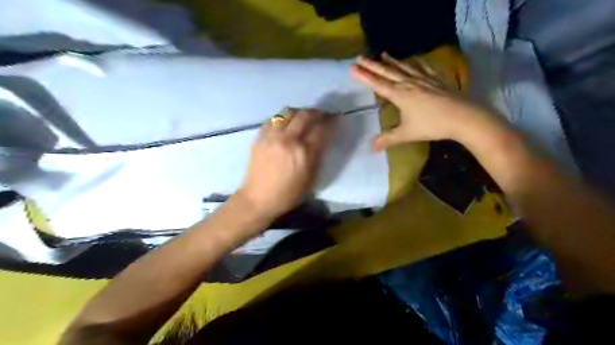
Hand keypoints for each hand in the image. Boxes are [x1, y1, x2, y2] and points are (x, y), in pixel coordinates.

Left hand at [237, 107, 335, 217]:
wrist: (258, 198)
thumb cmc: (288, 194)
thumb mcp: (311, 179)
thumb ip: (318, 156)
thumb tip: (324, 139)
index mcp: (304, 153)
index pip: (322, 128)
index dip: (331, 120)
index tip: (336, 117)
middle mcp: (288, 139)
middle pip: (306, 115)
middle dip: (318, 112)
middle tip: (323, 114)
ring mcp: (272, 136)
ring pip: (288, 112)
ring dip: (300, 111)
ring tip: (304, 116)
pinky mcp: (260, 136)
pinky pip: (274, 118)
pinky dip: (284, 117)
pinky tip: (287, 123)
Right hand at [354, 52, 493, 148]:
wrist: (462, 117)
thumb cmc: (432, 125)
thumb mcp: (406, 134)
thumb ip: (387, 139)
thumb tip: (371, 147)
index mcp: (400, 95)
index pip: (377, 84)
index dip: (364, 76)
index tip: (353, 67)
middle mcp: (409, 83)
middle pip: (387, 72)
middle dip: (372, 65)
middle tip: (360, 57)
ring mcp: (423, 79)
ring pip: (403, 67)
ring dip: (391, 61)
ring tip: (382, 53)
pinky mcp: (436, 78)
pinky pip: (423, 67)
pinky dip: (415, 62)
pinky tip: (413, 59)